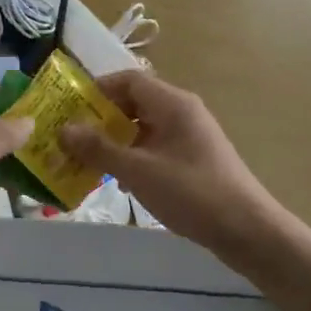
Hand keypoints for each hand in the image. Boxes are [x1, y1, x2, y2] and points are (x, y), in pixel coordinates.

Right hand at [60, 69, 282, 258]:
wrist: (247, 230)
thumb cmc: (191, 192)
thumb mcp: (138, 171)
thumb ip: (99, 149)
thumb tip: (63, 130)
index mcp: (173, 104)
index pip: (129, 80)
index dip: (98, 90)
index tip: (70, 108)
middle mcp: (182, 112)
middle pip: (135, 103)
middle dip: (102, 118)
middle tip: (72, 137)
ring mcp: (190, 137)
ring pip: (144, 128)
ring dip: (116, 141)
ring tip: (87, 160)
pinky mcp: (193, 160)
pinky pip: (155, 148)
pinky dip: (134, 157)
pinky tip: (119, 182)